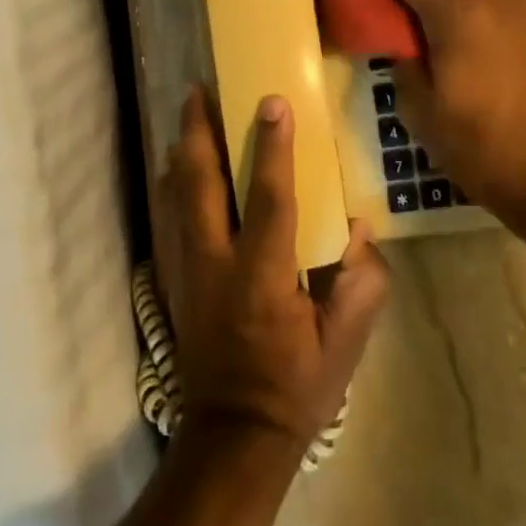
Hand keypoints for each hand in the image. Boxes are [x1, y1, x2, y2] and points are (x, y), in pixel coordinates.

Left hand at [155, 88, 390, 455]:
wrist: (232, 435)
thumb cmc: (295, 388)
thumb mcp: (344, 346)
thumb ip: (360, 284)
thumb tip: (360, 228)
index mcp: (262, 278)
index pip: (269, 199)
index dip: (273, 148)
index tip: (273, 102)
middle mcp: (215, 264)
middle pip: (199, 184)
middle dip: (199, 131)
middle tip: (202, 89)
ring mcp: (186, 271)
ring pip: (174, 194)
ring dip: (181, 149)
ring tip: (188, 113)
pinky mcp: (173, 279)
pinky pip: (165, 217)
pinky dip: (169, 183)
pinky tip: (175, 165)